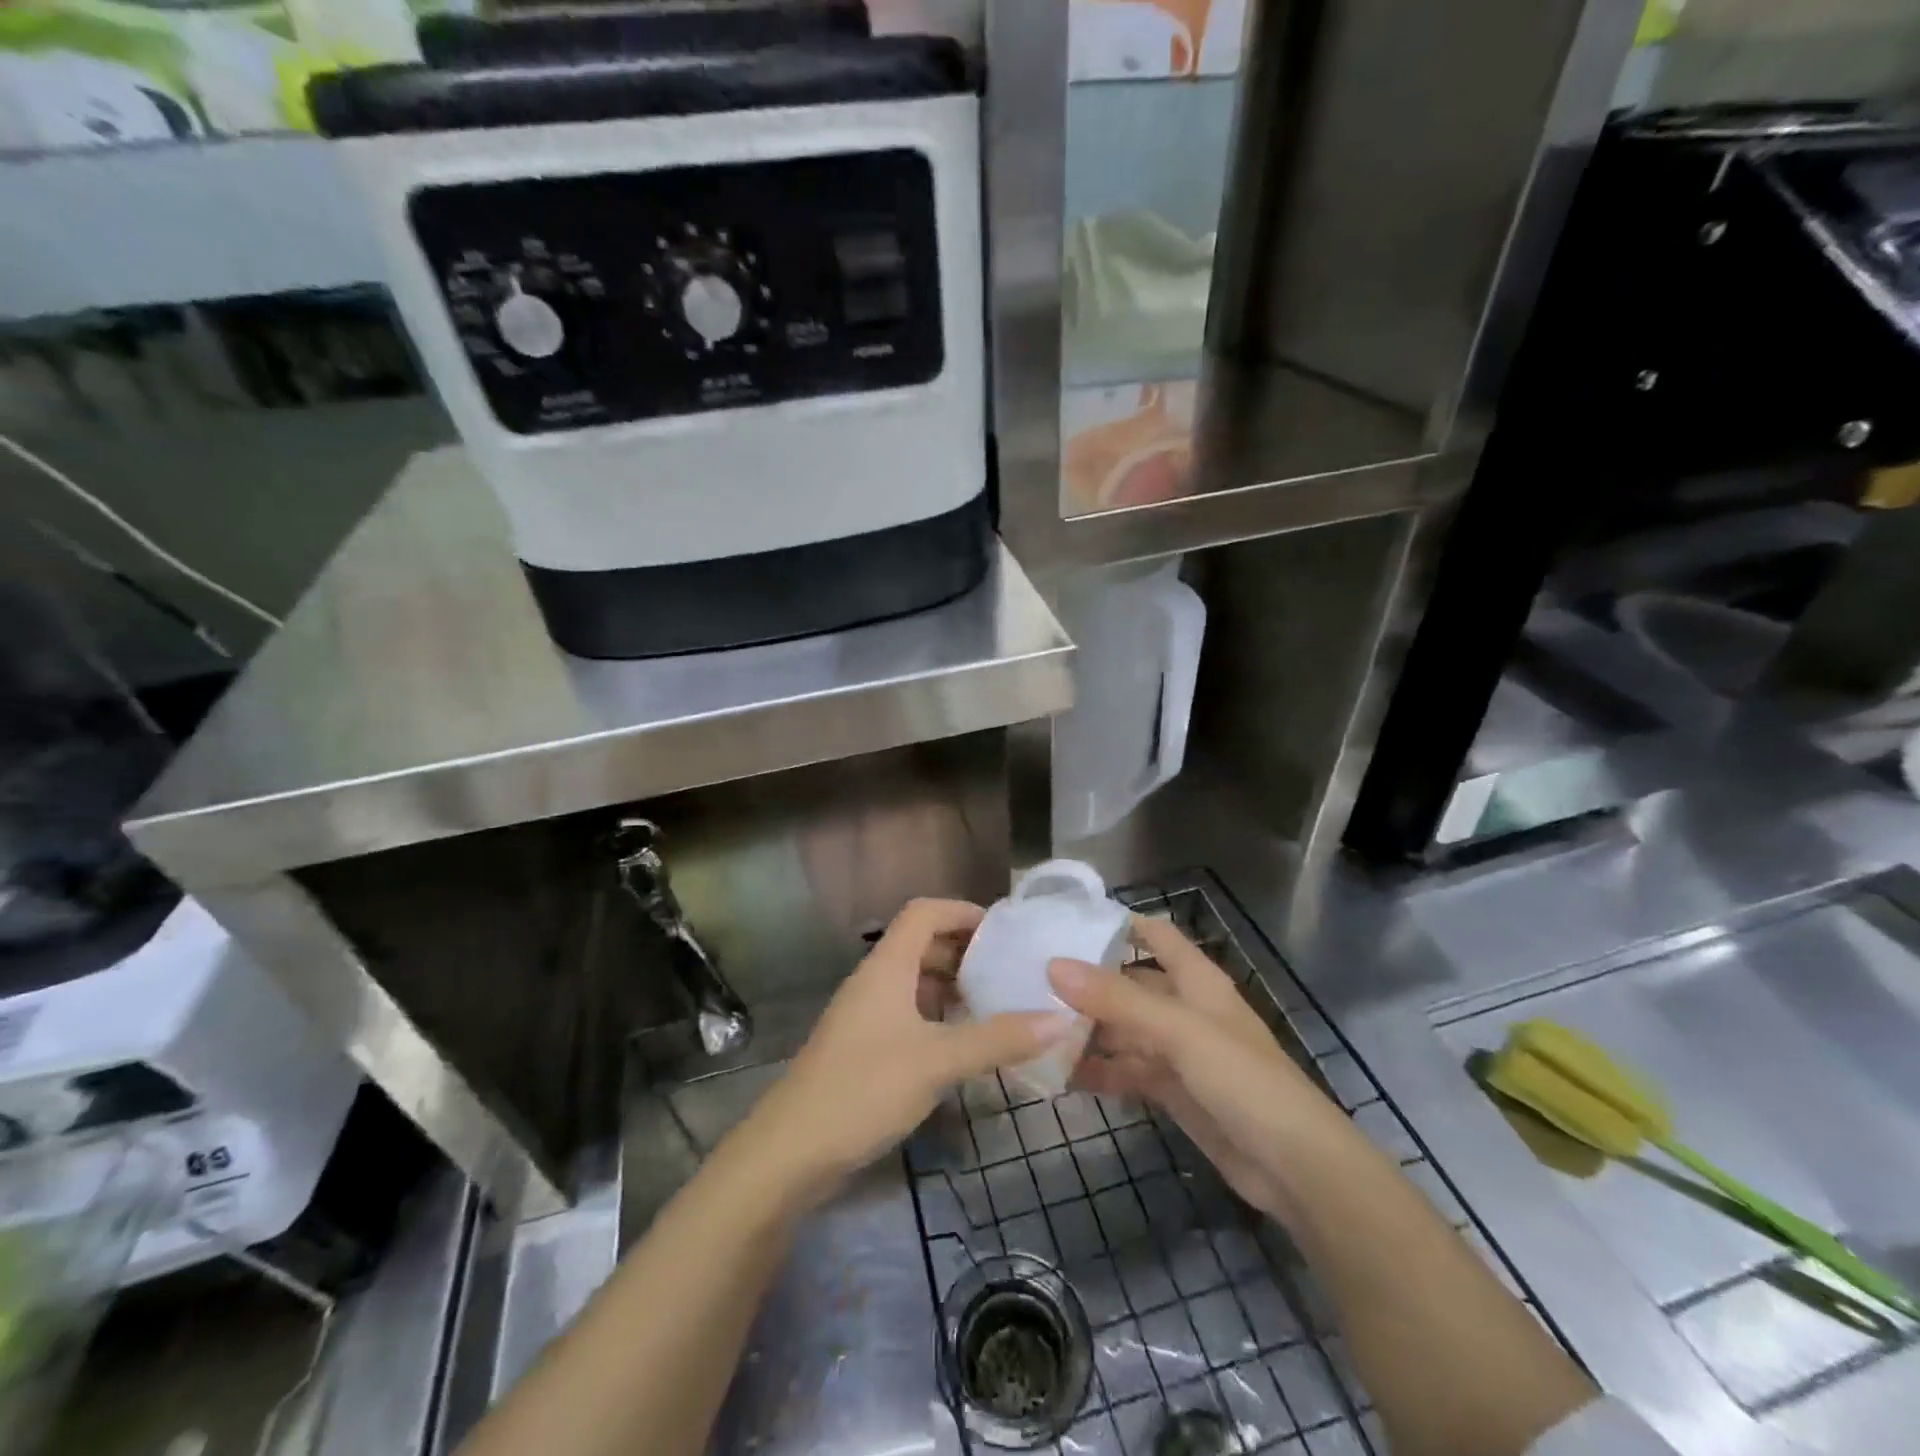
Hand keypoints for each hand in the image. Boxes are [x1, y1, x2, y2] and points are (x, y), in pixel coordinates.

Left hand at [747, 899, 1077, 1201]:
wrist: (790, 1152)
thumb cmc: (864, 1088)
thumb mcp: (937, 1061)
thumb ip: (998, 1038)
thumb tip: (1061, 1018)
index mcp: (887, 967)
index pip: (924, 912)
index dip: (962, 911)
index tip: (1005, 930)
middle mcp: (875, 982)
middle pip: (922, 945)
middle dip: (965, 951)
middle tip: (1010, 970)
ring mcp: (867, 1016)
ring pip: (915, 983)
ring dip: (953, 987)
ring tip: (997, 1004)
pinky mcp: (865, 1049)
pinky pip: (909, 1015)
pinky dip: (939, 1018)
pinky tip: (965, 1044)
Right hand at [1050, 916, 1339, 1224]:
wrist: (1295, 1168)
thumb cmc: (1243, 1079)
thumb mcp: (1178, 1030)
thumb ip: (1117, 998)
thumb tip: (1054, 964)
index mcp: (1196, 981)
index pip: (1154, 935)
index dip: (1117, 924)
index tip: (1064, 923)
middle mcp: (1185, 1009)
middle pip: (1130, 985)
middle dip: (1088, 984)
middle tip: (1031, 983)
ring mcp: (1178, 1053)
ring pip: (1124, 1031)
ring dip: (1088, 1031)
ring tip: (1035, 1029)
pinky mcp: (1173, 1092)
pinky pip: (1127, 1071)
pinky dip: (1099, 1071)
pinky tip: (1061, 1075)